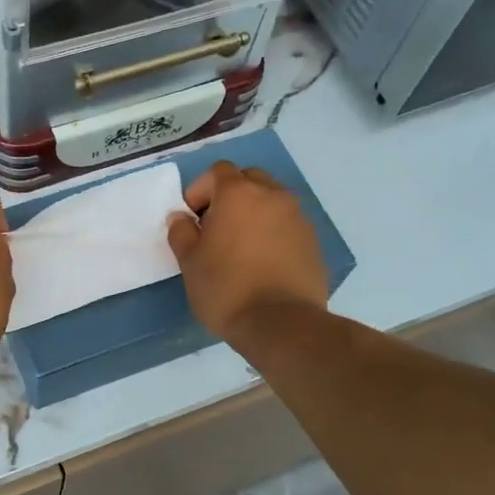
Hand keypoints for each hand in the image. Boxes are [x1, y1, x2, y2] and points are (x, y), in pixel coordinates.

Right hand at [168, 161, 328, 344]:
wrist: (281, 323)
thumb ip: (181, 232)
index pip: (218, 171)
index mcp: (238, 194)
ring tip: (241, 246)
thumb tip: (181, 218)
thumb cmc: (226, 288)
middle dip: (231, 196)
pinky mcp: (313, 241)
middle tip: (217, 227)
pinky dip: (274, 232)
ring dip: (255, 213)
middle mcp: (273, 196)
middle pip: (249, 179)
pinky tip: (263, 262)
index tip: (193, 218)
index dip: (201, 189)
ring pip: (272, 201)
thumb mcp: (189, 262)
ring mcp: (298, 217)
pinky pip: (288, 224)